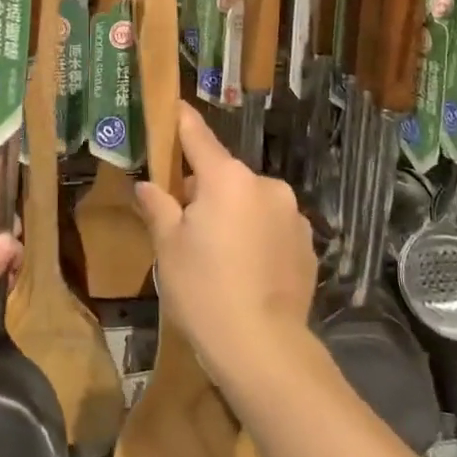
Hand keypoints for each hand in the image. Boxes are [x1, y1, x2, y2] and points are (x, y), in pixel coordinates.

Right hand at [135, 104, 315, 373]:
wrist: (264, 350)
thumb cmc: (204, 291)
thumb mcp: (168, 248)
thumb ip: (158, 207)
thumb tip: (148, 186)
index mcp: (227, 179)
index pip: (198, 136)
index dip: (181, 120)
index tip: (173, 105)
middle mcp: (265, 186)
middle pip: (224, 175)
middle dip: (203, 189)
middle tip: (183, 224)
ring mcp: (292, 215)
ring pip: (250, 201)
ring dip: (233, 213)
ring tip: (218, 255)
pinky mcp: (307, 244)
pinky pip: (272, 226)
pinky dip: (257, 236)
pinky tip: (246, 270)